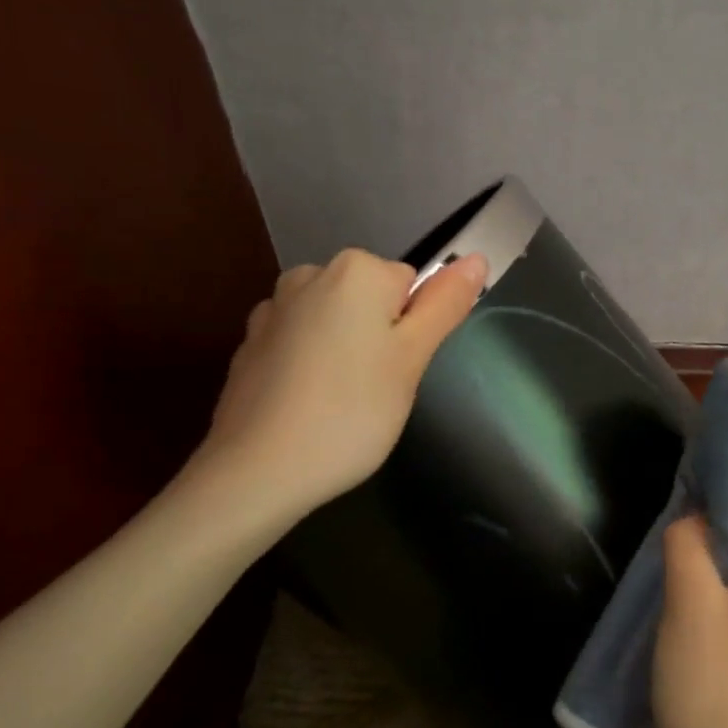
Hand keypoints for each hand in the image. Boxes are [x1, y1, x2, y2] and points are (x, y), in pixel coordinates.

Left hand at [191, 248, 486, 521]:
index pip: (411, 286)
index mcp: (356, 270)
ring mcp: (272, 309)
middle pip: (370, 301)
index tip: (400, 371)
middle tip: (377, 390)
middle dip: (379, 339)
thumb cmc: (351, 413)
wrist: (258, 469)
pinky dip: (309, 367)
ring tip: (341, 403)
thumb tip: (478, 259)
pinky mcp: (250, 345)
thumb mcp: (412, 359)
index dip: (414, 331)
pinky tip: (306, 406)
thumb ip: (445, 304)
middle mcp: (310, 274)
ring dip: (344, 352)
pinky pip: (299, 345)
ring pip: (334, 323)